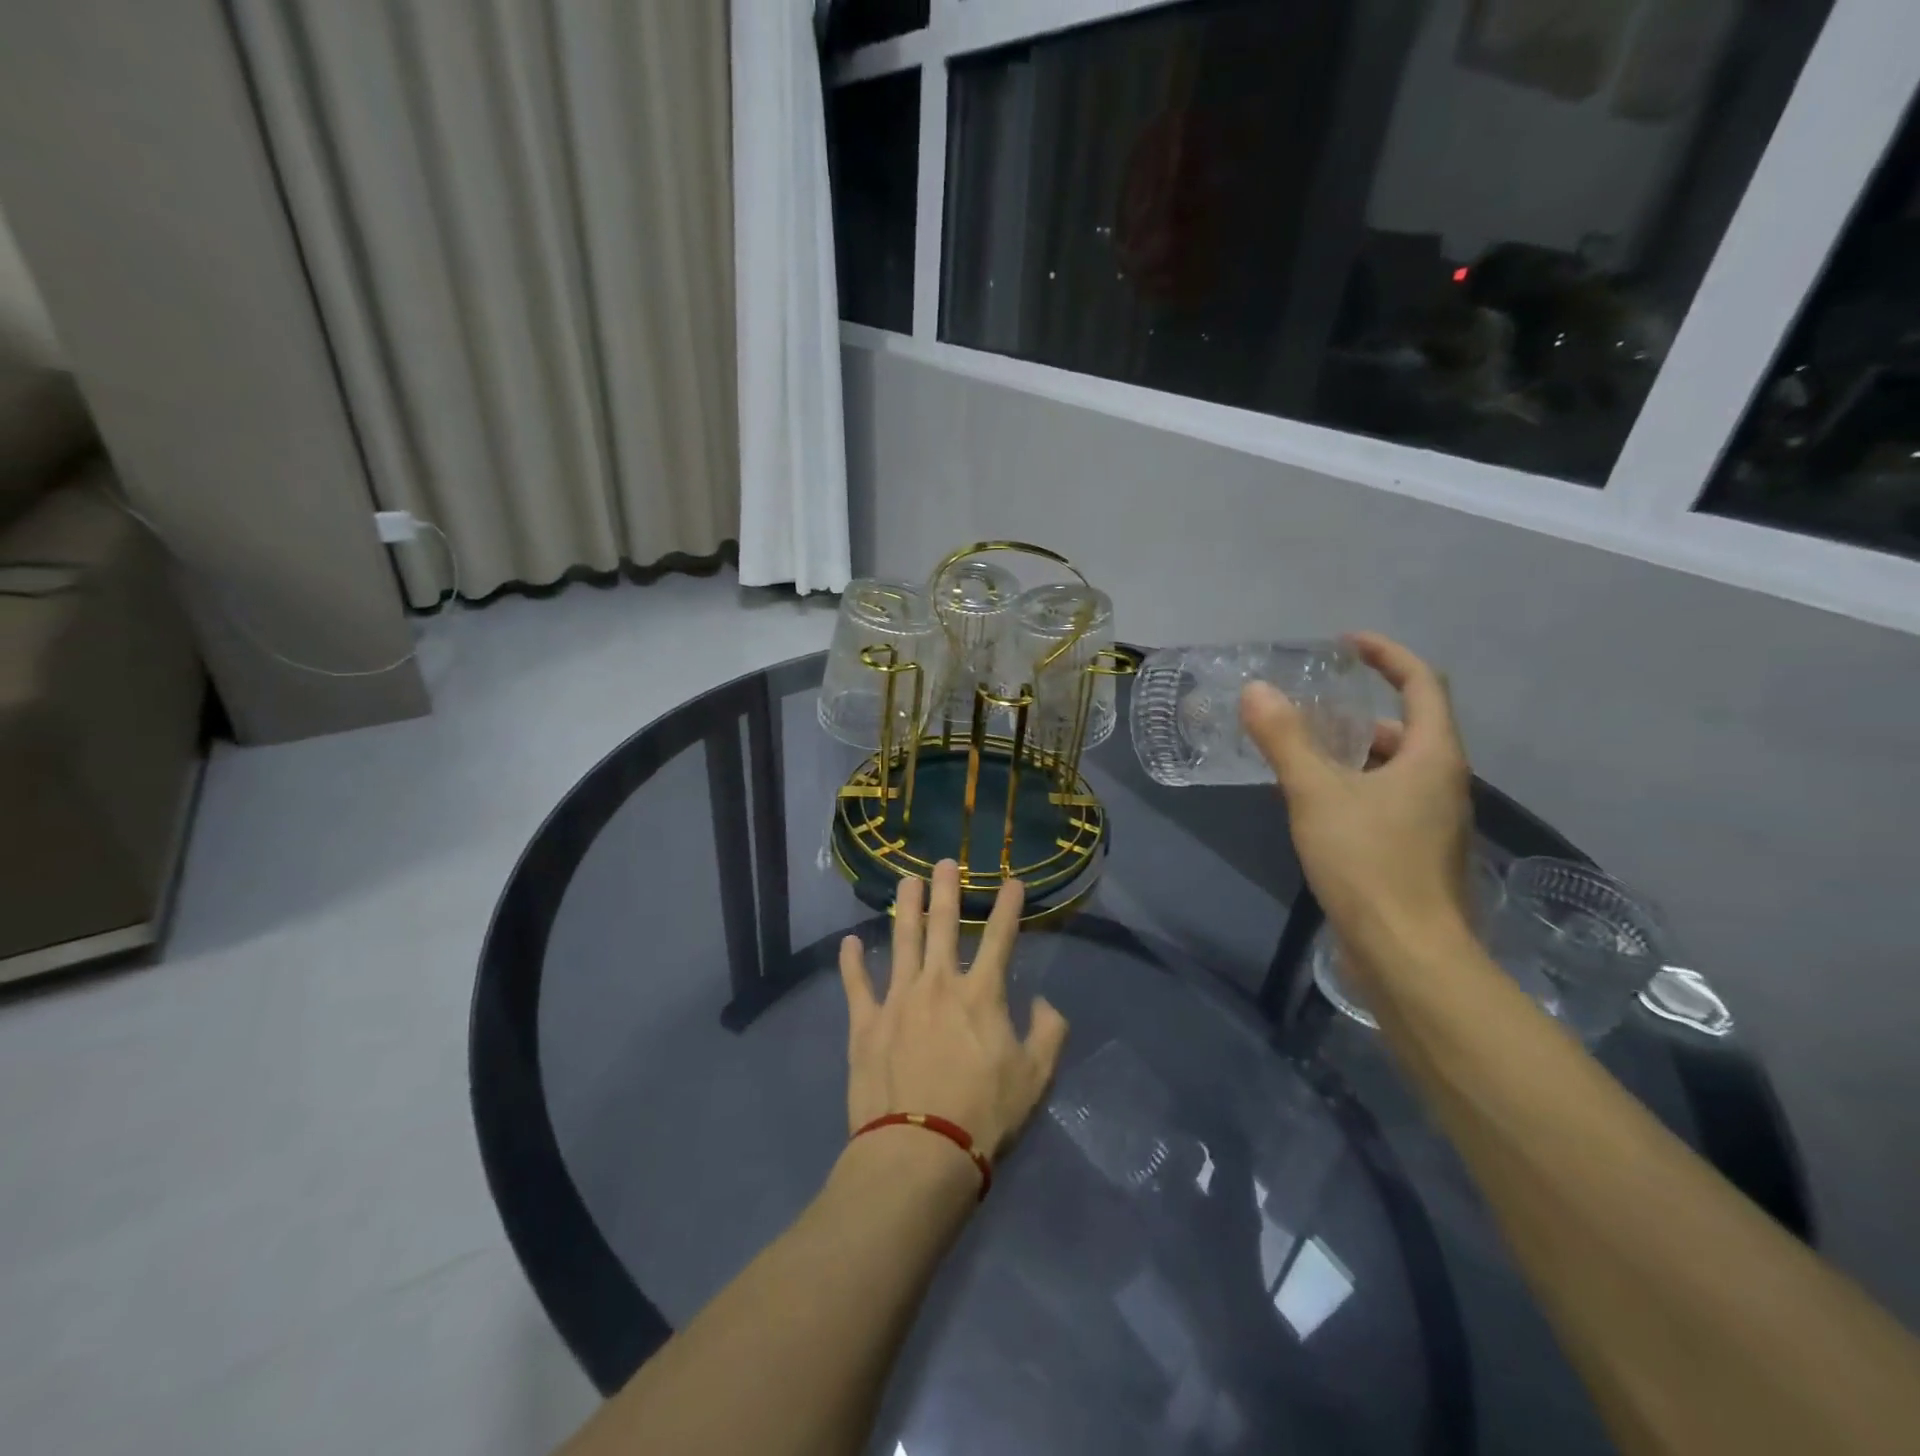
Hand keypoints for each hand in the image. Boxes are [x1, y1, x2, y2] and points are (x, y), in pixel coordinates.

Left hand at [838, 860, 1069, 1159]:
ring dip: (905, 908)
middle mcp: (938, 984)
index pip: (1000, 938)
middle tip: (945, 862)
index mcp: (981, 994)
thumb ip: (1048, 1033)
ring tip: (905, 881)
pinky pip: (857, 985)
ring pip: (901, 940)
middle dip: (947, 890)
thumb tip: (1042, 1002)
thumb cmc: (984, 1116)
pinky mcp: (866, 1023)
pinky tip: (848, 942)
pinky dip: (851, 962)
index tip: (1012, 880)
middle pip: (943, 925)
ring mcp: (898, 999)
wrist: (920, 1153)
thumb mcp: (1036, 1078)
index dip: (1008, 907)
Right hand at [1240, 632, 1474, 967]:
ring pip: (1396, 768)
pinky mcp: (1418, 852)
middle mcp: (1445, 782)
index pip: (1422, 683)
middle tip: (1312, 709)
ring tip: (1304, 755)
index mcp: (1434, 757)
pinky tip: (1316, 805)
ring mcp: (1435, 821)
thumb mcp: (1316, 794)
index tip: (1346, 643)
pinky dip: (1355, 786)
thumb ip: (1285, 740)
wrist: (1408, 955)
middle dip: (1362, 711)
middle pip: (1410, 727)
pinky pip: (1388, 799)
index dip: (1387, 655)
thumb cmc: (1369, 864)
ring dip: (1355, 752)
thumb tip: (1256, 690)